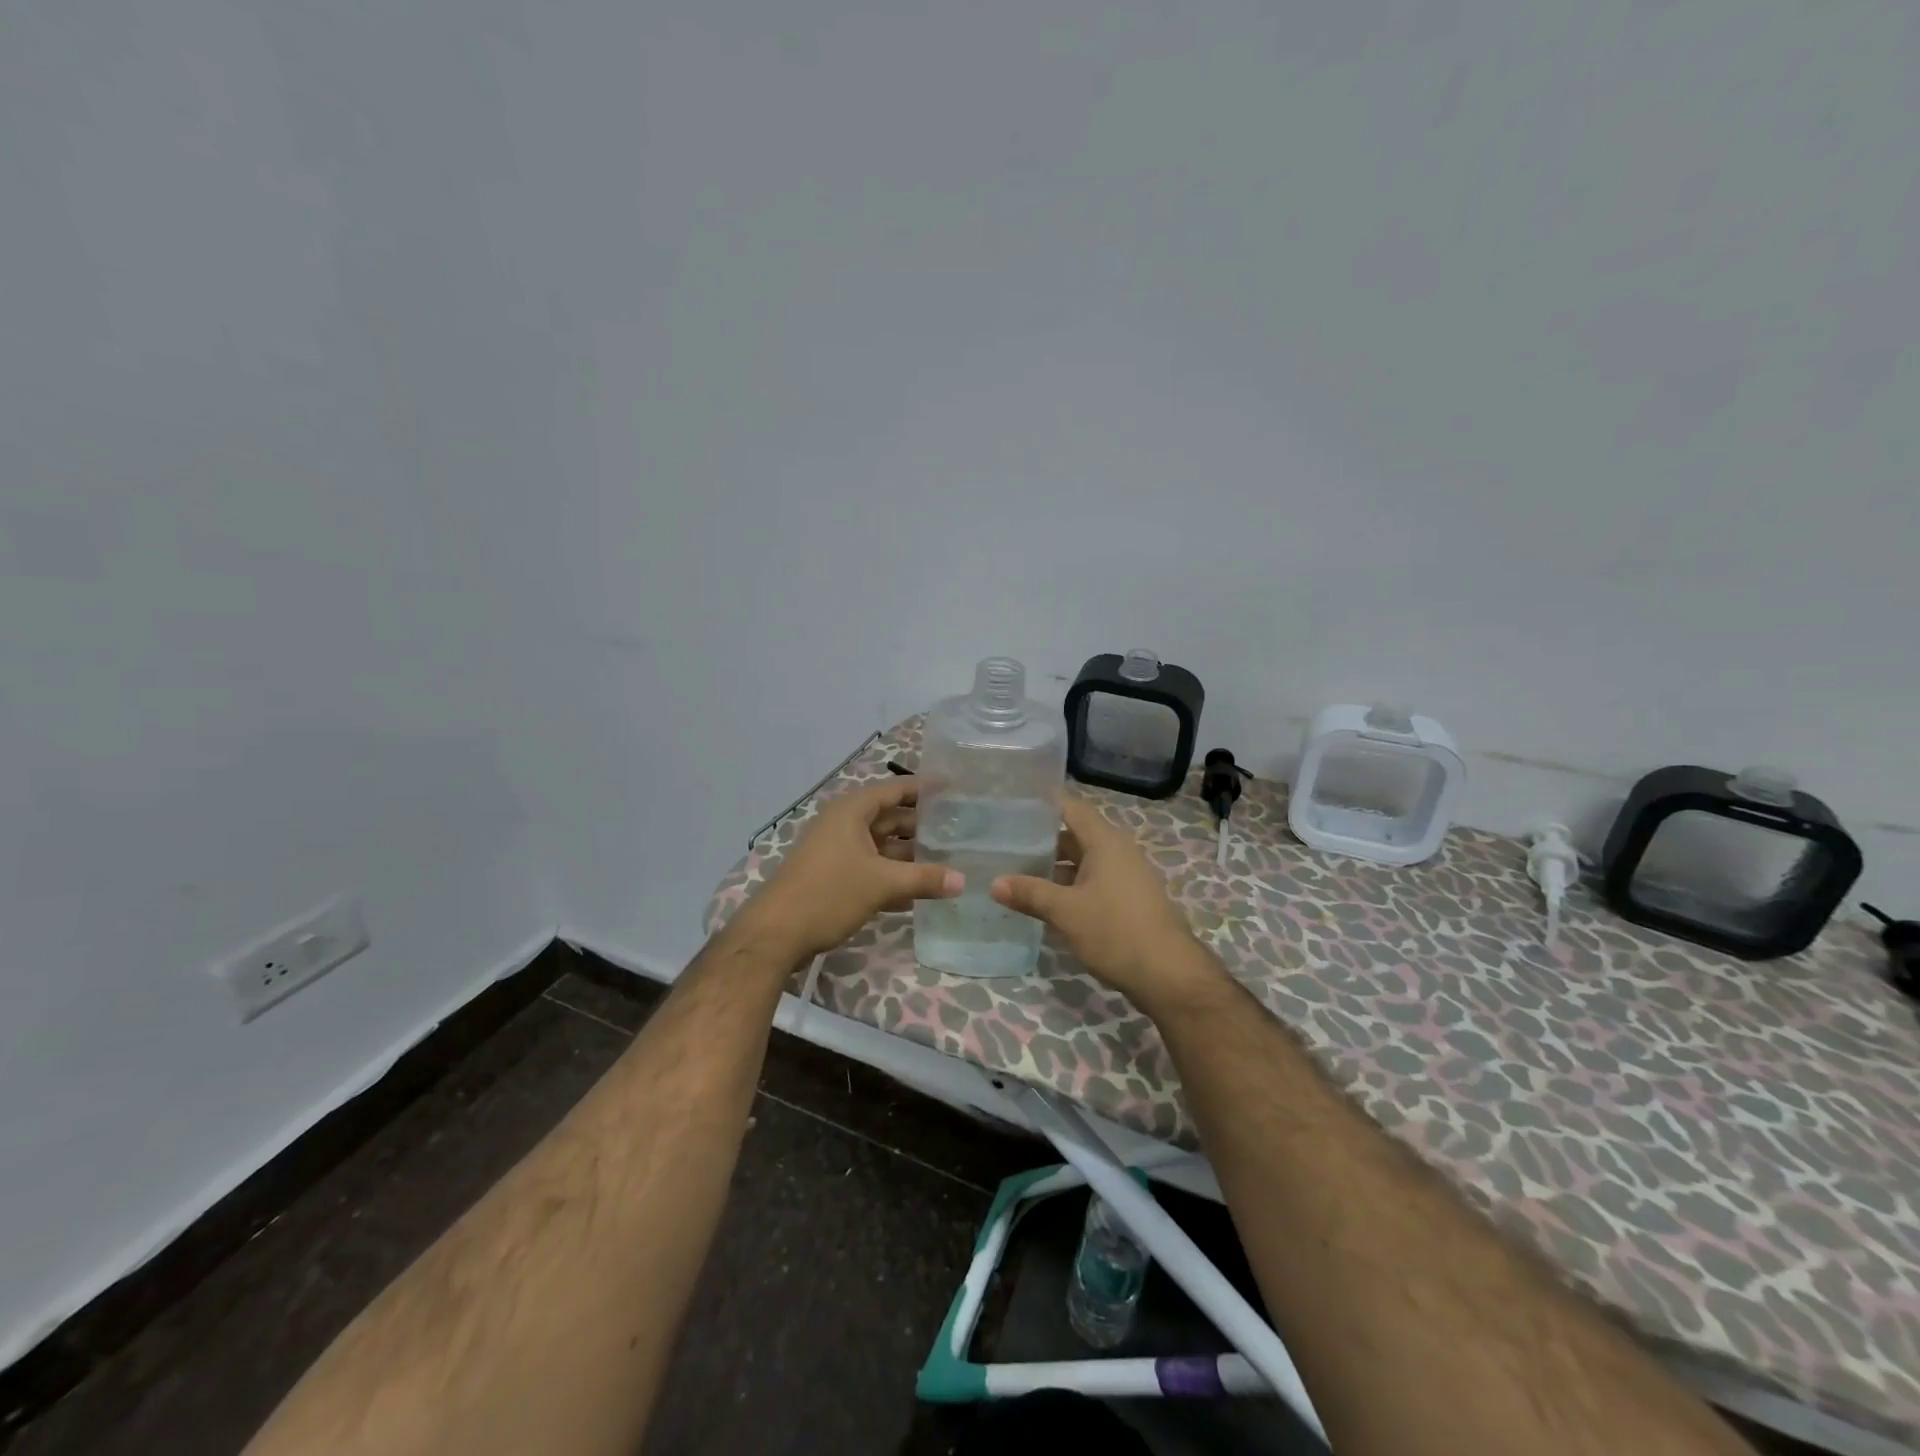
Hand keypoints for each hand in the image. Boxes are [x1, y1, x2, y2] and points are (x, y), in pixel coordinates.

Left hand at [739, 778, 962, 961]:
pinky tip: (921, 892)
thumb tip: (963, 881)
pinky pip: (872, 868)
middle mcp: (844, 825)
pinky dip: (894, 876)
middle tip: (960, 830)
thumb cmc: (828, 894)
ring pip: (882, 846)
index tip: (956, 788)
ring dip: (910, 855)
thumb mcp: (882, 884)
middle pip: (891, 818)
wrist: (775, 934)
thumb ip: (924, 879)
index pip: (895, 789)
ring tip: (949, 861)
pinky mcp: (834, 877)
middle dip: (923, 826)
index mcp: (852, 811)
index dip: (925, 788)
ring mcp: (838, 852)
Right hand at [990, 794, 1208, 1006]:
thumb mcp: (1065, 911)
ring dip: (1054, 868)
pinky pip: (1093, 882)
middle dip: (1042, 840)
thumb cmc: (1115, 931)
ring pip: (1083, 862)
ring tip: (1018, 874)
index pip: (1071, 808)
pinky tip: (1046, 903)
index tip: (1014, 803)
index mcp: (1105, 842)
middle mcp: (1118, 851)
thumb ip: (1029, 893)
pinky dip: (1069, 887)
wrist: (1168, 974)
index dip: (1044, 803)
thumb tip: (995, 882)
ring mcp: (1126, 877)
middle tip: (1006, 843)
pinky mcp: (1128, 901)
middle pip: (1075, 835)